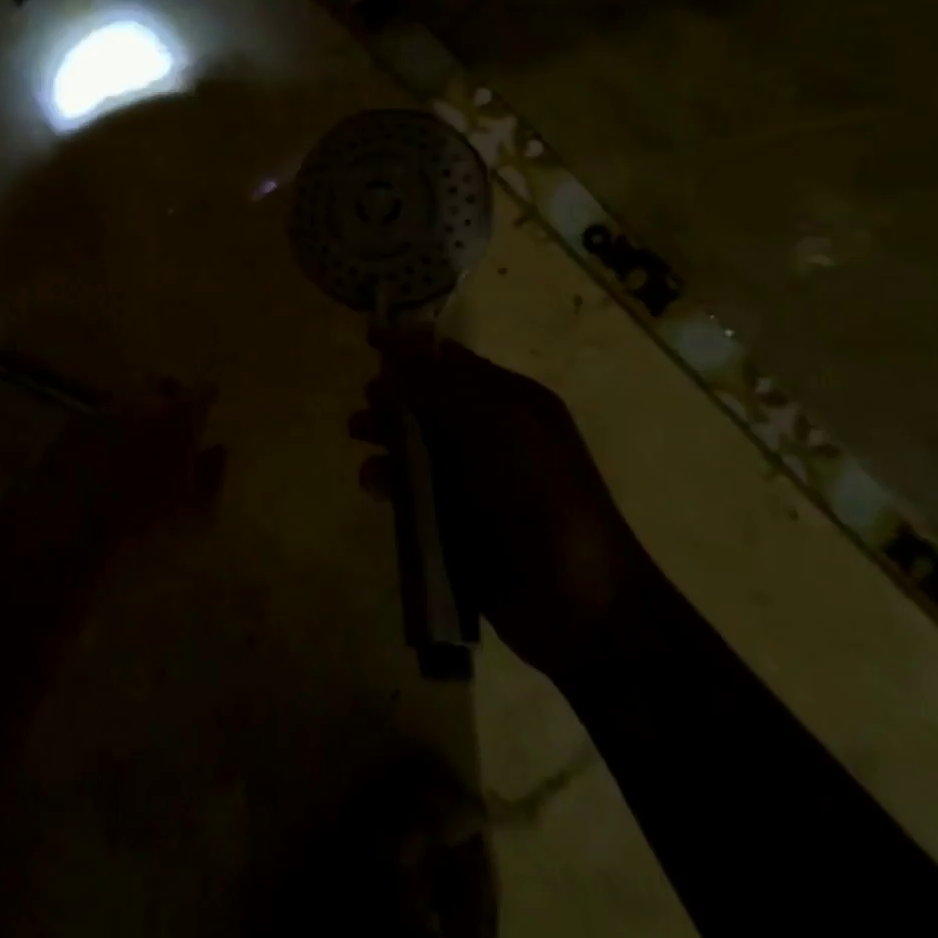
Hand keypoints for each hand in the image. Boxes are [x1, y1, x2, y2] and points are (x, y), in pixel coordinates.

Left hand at [25, 381, 224, 562]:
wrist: (69, 529)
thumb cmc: (141, 520)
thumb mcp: (191, 507)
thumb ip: (212, 473)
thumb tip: (220, 448)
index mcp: (177, 417)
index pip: (202, 391)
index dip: (207, 398)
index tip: (209, 405)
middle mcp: (142, 400)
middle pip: (163, 383)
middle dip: (171, 396)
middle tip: (173, 421)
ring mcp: (105, 407)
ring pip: (130, 394)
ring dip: (140, 408)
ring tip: (139, 436)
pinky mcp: (75, 421)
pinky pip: (103, 412)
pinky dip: (112, 424)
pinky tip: (109, 449)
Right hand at [350, 330, 653, 677]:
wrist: (577, 600)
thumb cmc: (541, 494)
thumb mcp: (496, 423)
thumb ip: (440, 384)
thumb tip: (400, 338)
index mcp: (507, 401)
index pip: (450, 360)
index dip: (411, 347)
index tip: (369, 337)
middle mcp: (484, 432)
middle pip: (424, 399)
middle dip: (392, 393)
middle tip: (372, 400)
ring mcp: (465, 478)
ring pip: (409, 442)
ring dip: (382, 432)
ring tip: (360, 434)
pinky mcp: (447, 519)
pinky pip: (406, 488)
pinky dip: (387, 479)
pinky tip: (378, 487)